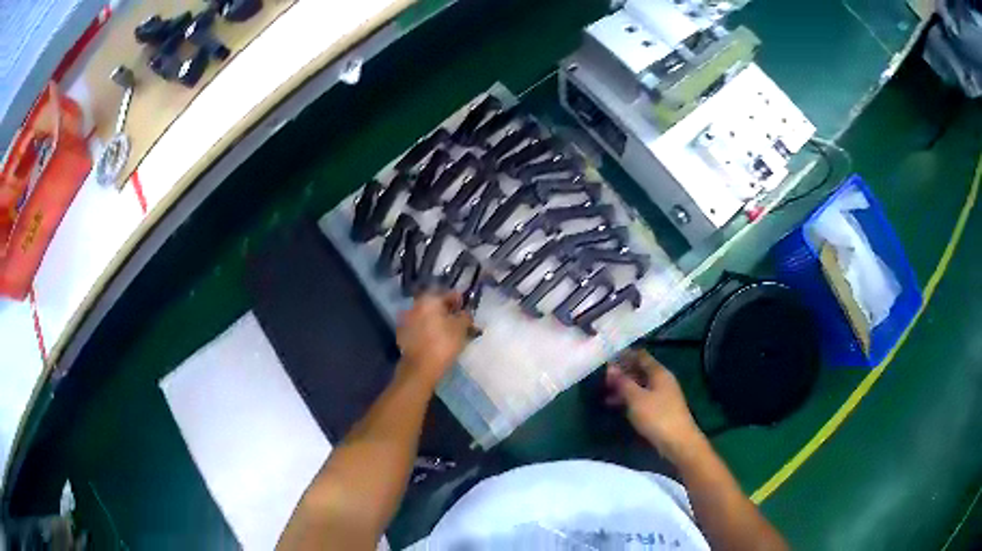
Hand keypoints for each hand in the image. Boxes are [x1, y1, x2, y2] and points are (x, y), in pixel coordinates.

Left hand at [396, 292, 473, 388]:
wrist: (420, 368)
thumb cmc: (443, 344)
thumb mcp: (461, 328)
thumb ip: (465, 316)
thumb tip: (465, 313)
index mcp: (429, 299)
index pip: (448, 294)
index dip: (459, 300)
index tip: (466, 308)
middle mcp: (415, 305)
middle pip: (435, 304)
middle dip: (446, 310)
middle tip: (458, 320)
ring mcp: (406, 320)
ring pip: (426, 316)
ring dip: (436, 320)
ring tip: (447, 331)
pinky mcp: (402, 334)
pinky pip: (419, 327)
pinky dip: (427, 329)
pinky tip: (435, 338)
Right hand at [606, 349, 703, 462]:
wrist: (678, 442)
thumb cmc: (657, 416)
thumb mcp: (636, 398)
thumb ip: (623, 382)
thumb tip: (610, 368)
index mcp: (659, 372)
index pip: (640, 355)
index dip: (624, 354)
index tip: (606, 356)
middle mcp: (662, 380)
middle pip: (640, 369)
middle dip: (622, 371)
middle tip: (602, 375)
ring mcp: (662, 395)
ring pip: (640, 385)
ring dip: (623, 386)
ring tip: (604, 390)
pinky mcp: (660, 409)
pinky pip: (641, 397)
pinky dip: (628, 398)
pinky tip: (615, 404)